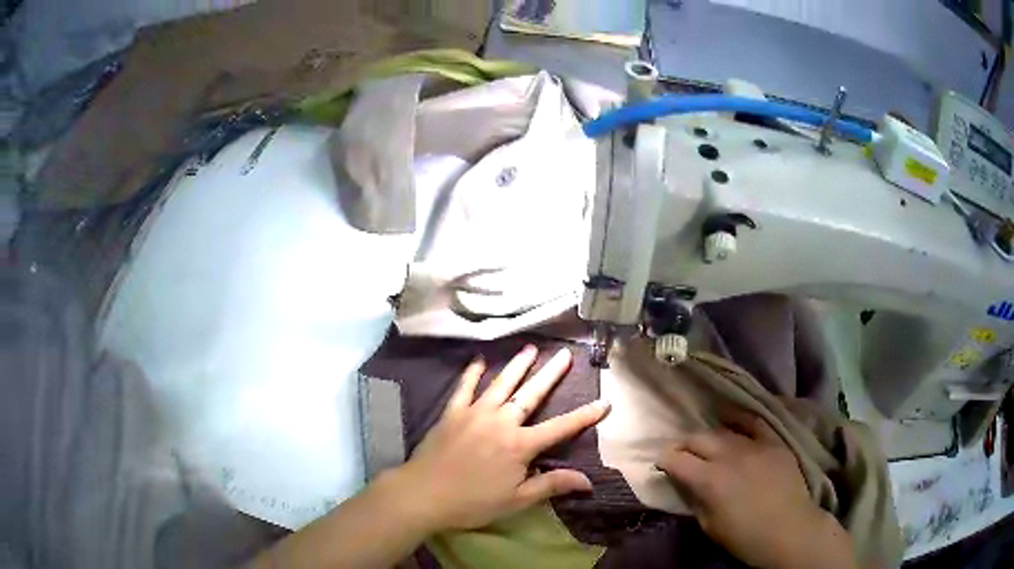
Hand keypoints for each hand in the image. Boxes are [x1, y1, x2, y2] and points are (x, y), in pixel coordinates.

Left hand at [389, 345, 610, 532]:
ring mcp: (474, 413)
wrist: (423, 494)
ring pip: (501, 384)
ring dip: (517, 366)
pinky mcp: (452, 413)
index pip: (560, 428)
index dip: (585, 416)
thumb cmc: (473, 502)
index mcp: (520, 445)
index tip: (604, 402)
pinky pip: (464, 388)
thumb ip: (551, 485)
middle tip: (565, 354)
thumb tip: (588, 481)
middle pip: (531, 394)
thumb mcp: (517, 500)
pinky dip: (473, 373)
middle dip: (551, 374)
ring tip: (531, 348)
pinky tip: (480, 360)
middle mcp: (501, 422)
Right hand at [658, 408, 856, 568]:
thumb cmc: (744, 537)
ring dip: (709, 437)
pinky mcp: (773, 442)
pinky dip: (739, 420)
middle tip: (682, 456)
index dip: (664, 460)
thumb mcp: (709, 525)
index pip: (675, 459)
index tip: (662, 465)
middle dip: (684, 445)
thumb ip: (694, 499)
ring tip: (707, 445)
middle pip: (697, 438)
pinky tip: (731, 420)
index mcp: (709, 479)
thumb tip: (685, 483)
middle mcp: (728, 455)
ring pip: (722, 430)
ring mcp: (754, 445)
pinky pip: (753, 422)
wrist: (789, 530)